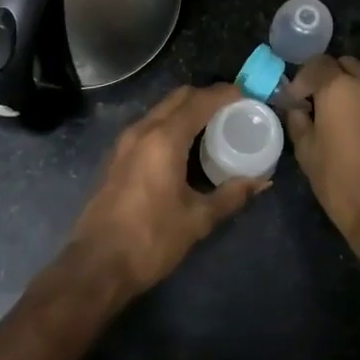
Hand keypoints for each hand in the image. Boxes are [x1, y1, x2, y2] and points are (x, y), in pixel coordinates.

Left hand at [67, 84, 266, 297]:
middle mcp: (142, 130)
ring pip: (161, 110)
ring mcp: (125, 142)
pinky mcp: (118, 156)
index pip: (199, 101)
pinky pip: (150, 125)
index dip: (226, 94)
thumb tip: (261, 181)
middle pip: (179, 98)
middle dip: (207, 97)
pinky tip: (186, 145)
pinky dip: (172, 124)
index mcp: (164, 139)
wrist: (97, 265)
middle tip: (234, 109)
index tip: (249, 96)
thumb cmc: (150, 240)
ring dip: (188, 109)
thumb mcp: (197, 219)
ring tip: (215, 125)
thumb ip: (231, 195)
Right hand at [285, 56, 359, 240]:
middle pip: (347, 66)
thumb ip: (299, 122)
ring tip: (351, 123)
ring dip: (357, 94)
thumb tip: (298, 108)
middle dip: (332, 79)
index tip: (297, 100)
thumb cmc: (341, 185)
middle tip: (322, 106)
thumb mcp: (307, 154)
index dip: (303, 79)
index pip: (317, 64)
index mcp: (339, 89)